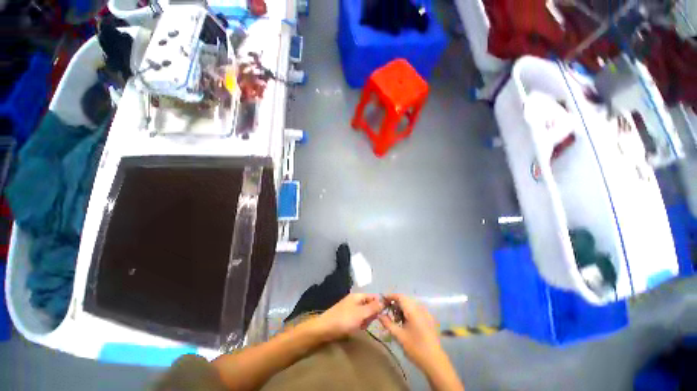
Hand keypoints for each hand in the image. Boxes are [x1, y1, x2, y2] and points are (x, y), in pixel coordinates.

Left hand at [314, 293, 383, 339]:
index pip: (373, 296)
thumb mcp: (361, 314)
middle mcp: (355, 300)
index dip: (379, 303)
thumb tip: (384, 302)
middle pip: (369, 304)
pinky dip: (359, 323)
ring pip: (364, 313)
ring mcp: (350, 308)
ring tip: (362, 326)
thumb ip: (373, 308)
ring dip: (365, 320)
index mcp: (358, 296)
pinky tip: (357, 329)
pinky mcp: (347, 317)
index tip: (384, 314)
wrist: (325, 329)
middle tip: (368, 322)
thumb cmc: (344, 320)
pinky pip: (358, 318)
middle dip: (371, 314)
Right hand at [379, 294, 443, 370]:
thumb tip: (379, 314)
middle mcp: (420, 308)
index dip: (390, 296)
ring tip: (396, 319)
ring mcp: (426, 313)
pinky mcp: (428, 319)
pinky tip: (405, 322)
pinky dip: (408, 311)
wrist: (435, 362)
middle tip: (387, 311)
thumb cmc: (415, 348)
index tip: (382, 300)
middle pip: (405, 299)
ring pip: (410, 304)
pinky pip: (416, 309)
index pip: (400, 296)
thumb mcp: (399, 336)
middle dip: (395, 302)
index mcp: (413, 311)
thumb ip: (388, 323)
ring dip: (401, 307)